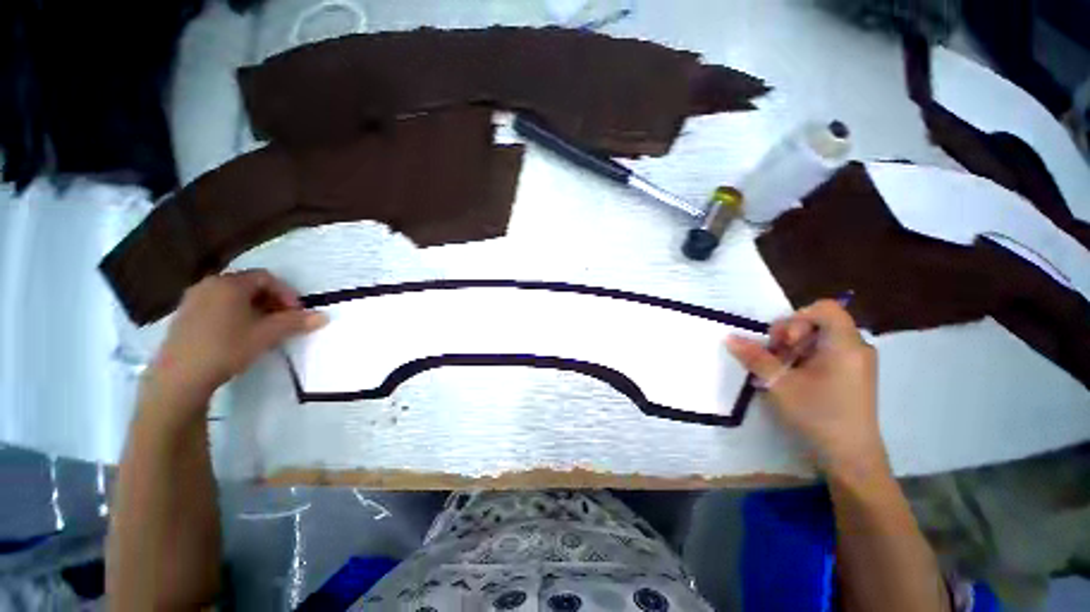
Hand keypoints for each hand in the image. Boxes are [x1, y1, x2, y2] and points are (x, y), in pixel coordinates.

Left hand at [144, 270, 326, 419]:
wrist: (179, 377)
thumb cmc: (226, 348)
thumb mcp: (267, 335)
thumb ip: (296, 322)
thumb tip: (324, 316)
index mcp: (230, 284)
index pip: (266, 278)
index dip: (287, 293)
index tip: (296, 313)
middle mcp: (209, 284)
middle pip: (249, 285)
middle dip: (271, 301)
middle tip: (283, 320)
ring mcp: (193, 299)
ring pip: (232, 297)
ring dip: (254, 308)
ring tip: (263, 329)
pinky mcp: (184, 315)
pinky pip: (217, 306)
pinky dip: (235, 314)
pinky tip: (239, 334)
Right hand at [726, 300, 882, 475]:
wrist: (851, 459)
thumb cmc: (817, 416)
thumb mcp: (779, 384)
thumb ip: (755, 357)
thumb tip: (729, 337)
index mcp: (845, 345)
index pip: (824, 308)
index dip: (796, 317)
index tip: (782, 342)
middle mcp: (856, 348)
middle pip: (819, 323)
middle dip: (790, 336)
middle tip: (775, 358)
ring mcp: (857, 363)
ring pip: (820, 339)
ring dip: (794, 349)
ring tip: (781, 372)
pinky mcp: (853, 375)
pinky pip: (827, 354)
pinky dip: (806, 359)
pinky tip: (795, 379)